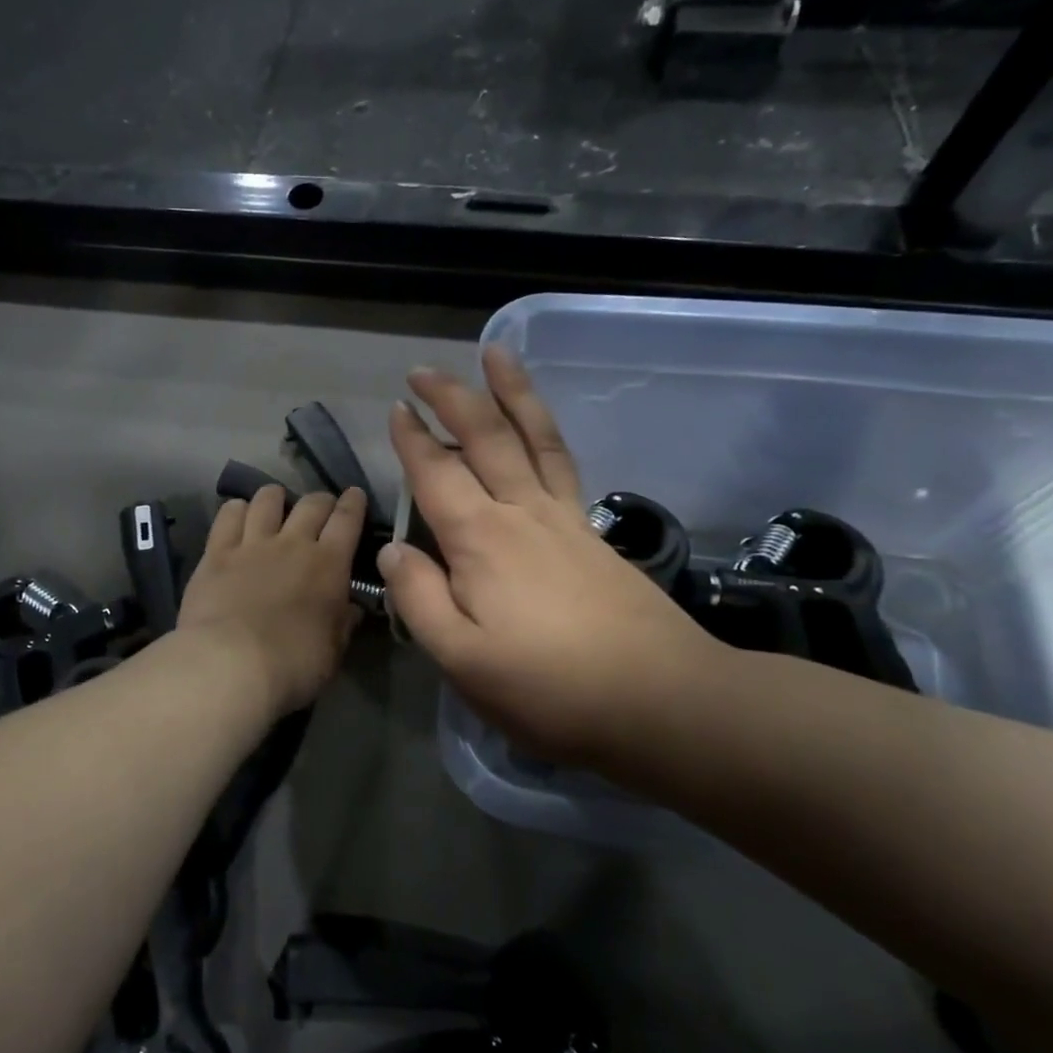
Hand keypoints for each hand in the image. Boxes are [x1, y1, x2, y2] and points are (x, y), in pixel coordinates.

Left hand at [178, 485, 368, 717]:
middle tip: (321, 506)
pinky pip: (227, 516)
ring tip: (276, 502)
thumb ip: (343, 623)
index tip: (355, 495)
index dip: (353, 503)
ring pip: (267, 500)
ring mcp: (252, 544)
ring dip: (276, 497)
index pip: (347, 519)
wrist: (230, 664)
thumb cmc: (293, 664)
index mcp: (329, 564)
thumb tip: (351, 607)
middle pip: (311, 503)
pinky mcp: (216, 552)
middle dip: (320, 500)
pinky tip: (237, 513)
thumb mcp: (333, 650)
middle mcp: (293, 543)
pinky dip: (236, 509)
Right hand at [381, 348, 729, 766]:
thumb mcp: (462, 659)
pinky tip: (538, 429)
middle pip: (485, 437)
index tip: (396, 410)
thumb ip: (419, 600)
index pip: (436, 473)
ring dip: (511, 392)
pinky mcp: (592, 533)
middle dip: (451, 398)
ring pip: (533, 436)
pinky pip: (561, 461)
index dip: (411, 440)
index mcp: (480, 539)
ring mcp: (564, 518)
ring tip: (496, 354)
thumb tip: (392, 552)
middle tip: (424, 371)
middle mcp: (521, 512)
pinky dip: (544, 431)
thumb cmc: (549, 686)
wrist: (660, 698)